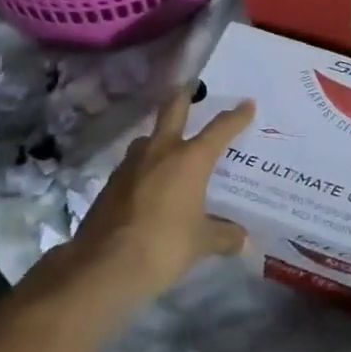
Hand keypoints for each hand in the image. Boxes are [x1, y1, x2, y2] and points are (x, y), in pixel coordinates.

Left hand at [64, 88, 254, 303]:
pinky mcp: (111, 183)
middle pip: (172, 110)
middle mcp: (160, 152)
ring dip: (160, 135)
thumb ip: (223, 236)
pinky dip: (145, 166)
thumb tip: (244, 240)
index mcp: (189, 160)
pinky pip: (134, 164)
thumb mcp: (201, 244)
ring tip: (169, 144)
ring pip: (148, 138)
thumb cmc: (163, 246)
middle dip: (184, 96)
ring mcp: (131, 165)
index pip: (219, 130)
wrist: (103, 265)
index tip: (247, 104)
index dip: (236, 117)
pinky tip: (149, 183)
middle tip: (190, 86)